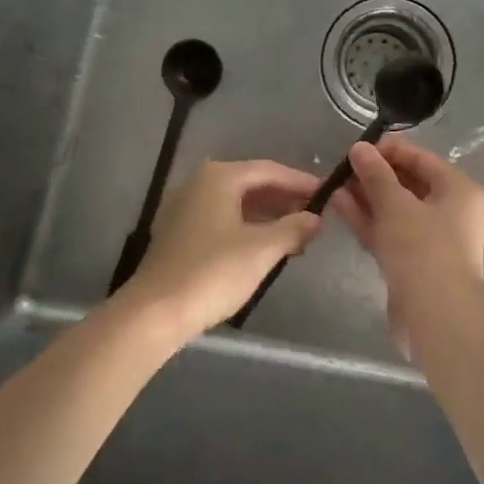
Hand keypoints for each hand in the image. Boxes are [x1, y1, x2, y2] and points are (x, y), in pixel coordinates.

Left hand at [120, 159, 321, 343]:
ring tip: (296, 234)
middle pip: (251, 183)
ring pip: (236, 202)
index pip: (269, 171)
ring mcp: (185, 207)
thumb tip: (315, 218)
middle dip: (284, 199)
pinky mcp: (178, 232)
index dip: (301, 182)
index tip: (327, 193)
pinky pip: (221, 218)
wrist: (155, 312)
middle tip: (315, 215)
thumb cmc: (213, 273)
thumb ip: (293, 228)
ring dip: (267, 215)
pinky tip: (265, 246)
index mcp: (219, 177)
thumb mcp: (262, 250)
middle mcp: (199, 183)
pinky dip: (246, 226)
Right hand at [331, 138, 483, 356]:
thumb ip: (376, 174)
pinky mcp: (413, 263)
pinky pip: (388, 232)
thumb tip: (359, 148)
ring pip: (394, 210)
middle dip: (373, 175)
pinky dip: (367, 219)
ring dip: (365, 197)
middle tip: (340, 168)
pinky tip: (338, 206)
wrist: (437, 318)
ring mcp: (431, 239)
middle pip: (407, 184)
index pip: (420, 158)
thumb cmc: (423, 249)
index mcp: (457, 189)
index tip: (355, 149)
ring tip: (331, 185)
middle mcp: (449, 210)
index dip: (387, 151)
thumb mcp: (396, 205)